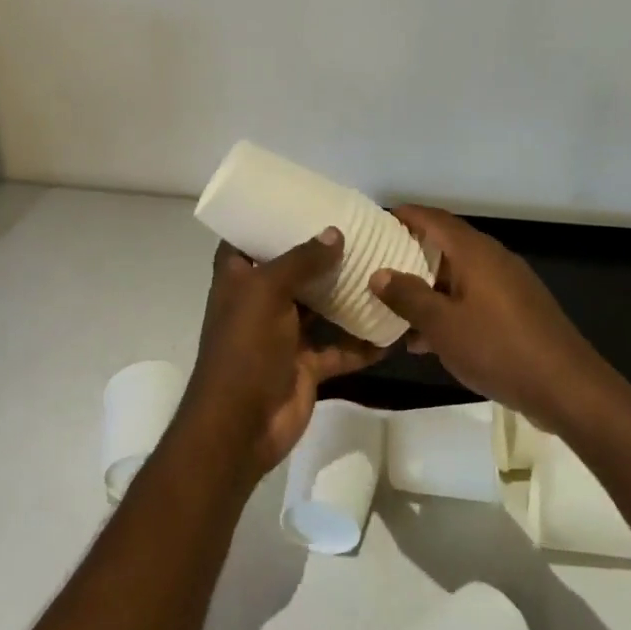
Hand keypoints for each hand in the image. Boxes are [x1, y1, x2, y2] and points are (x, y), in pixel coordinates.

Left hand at [183, 230, 381, 479]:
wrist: (241, 426)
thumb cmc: (245, 349)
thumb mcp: (267, 292)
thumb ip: (301, 261)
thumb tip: (335, 233)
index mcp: (238, 280)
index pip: (245, 241)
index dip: (265, 222)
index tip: (299, 202)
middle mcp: (259, 303)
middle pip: (291, 271)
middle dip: (320, 255)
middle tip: (357, 231)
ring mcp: (284, 336)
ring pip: (320, 308)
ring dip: (346, 295)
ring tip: (381, 269)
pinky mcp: (306, 365)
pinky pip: (340, 348)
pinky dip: (363, 342)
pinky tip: (392, 327)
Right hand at [368, 207, 618, 434]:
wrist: (566, 386)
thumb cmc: (497, 348)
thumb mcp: (442, 325)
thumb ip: (408, 296)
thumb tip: (379, 273)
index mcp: (474, 252)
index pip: (433, 218)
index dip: (404, 216)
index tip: (375, 224)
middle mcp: (493, 259)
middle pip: (446, 245)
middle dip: (411, 255)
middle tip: (378, 267)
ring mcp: (509, 284)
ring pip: (458, 276)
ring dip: (428, 289)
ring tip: (395, 310)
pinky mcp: (518, 310)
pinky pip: (474, 298)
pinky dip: (449, 309)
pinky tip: (428, 341)